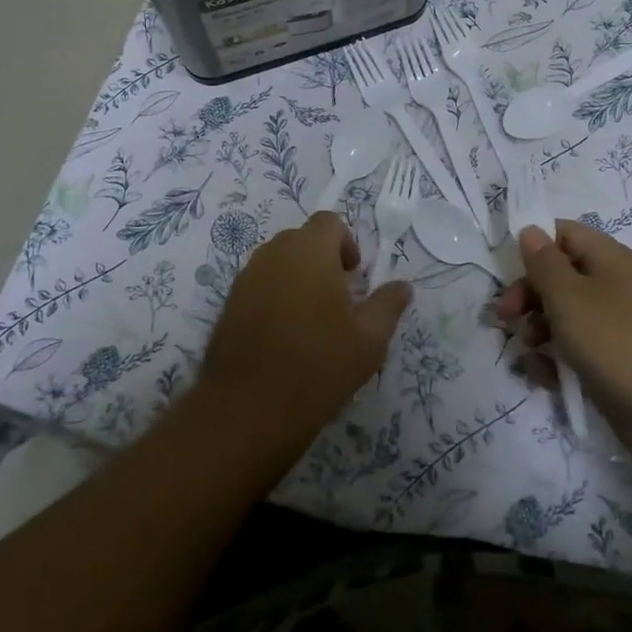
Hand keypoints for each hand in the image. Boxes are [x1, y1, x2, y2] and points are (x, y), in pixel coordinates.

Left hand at [201, 211, 410, 443]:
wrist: (249, 408)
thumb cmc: (318, 366)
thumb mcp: (369, 340)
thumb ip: (388, 305)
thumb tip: (402, 286)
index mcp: (310, 251)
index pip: (329, 222)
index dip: (346, 243)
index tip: (354, 278)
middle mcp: (274, 253)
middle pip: (302, 239)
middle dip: (322, 259)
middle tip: (337, 300)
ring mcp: (246, 277)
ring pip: (279, 260)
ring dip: (297, 276)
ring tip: (310, 319)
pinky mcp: (229, 302)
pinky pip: (259, 283)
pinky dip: (275, 294)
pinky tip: (283, 334)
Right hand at [497, 221, 631, 466]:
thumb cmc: (618, 341)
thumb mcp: (569, 296)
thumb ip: (544, 263)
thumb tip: (531, 231)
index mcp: (607, 259)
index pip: (563, 234)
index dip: (534, 245)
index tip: (508, 270)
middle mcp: (612, 287)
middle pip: (559, 277)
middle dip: (528, 295)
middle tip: (505, 318)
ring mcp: (615, 327)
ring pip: (564, 317)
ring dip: (538, 331)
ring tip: (530, 351)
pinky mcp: (615, 364)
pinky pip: (577, 352)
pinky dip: (557, 362)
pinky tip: (547, 378)